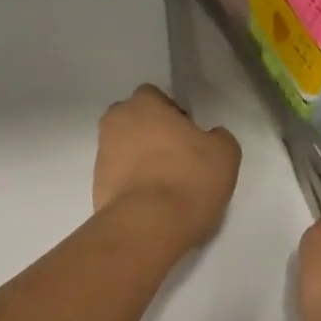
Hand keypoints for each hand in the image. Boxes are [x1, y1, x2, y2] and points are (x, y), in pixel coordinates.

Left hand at [93, 85, 240, 249]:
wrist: (147, 225)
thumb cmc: (188, 178)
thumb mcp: (224, 153)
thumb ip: (217, 136)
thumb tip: (209, 137)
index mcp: (142, 104)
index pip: (154, 96)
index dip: (172, 113)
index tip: (188, 136)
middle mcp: (114, 123)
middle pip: (133, 120)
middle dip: (150, 133)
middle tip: (176, 157)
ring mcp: (101, 154)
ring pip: (123, 148)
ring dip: (139, 159)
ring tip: (164, 184)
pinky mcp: (95, 184)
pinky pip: (118, 175)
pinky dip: (131, 182)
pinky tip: (150, 201)